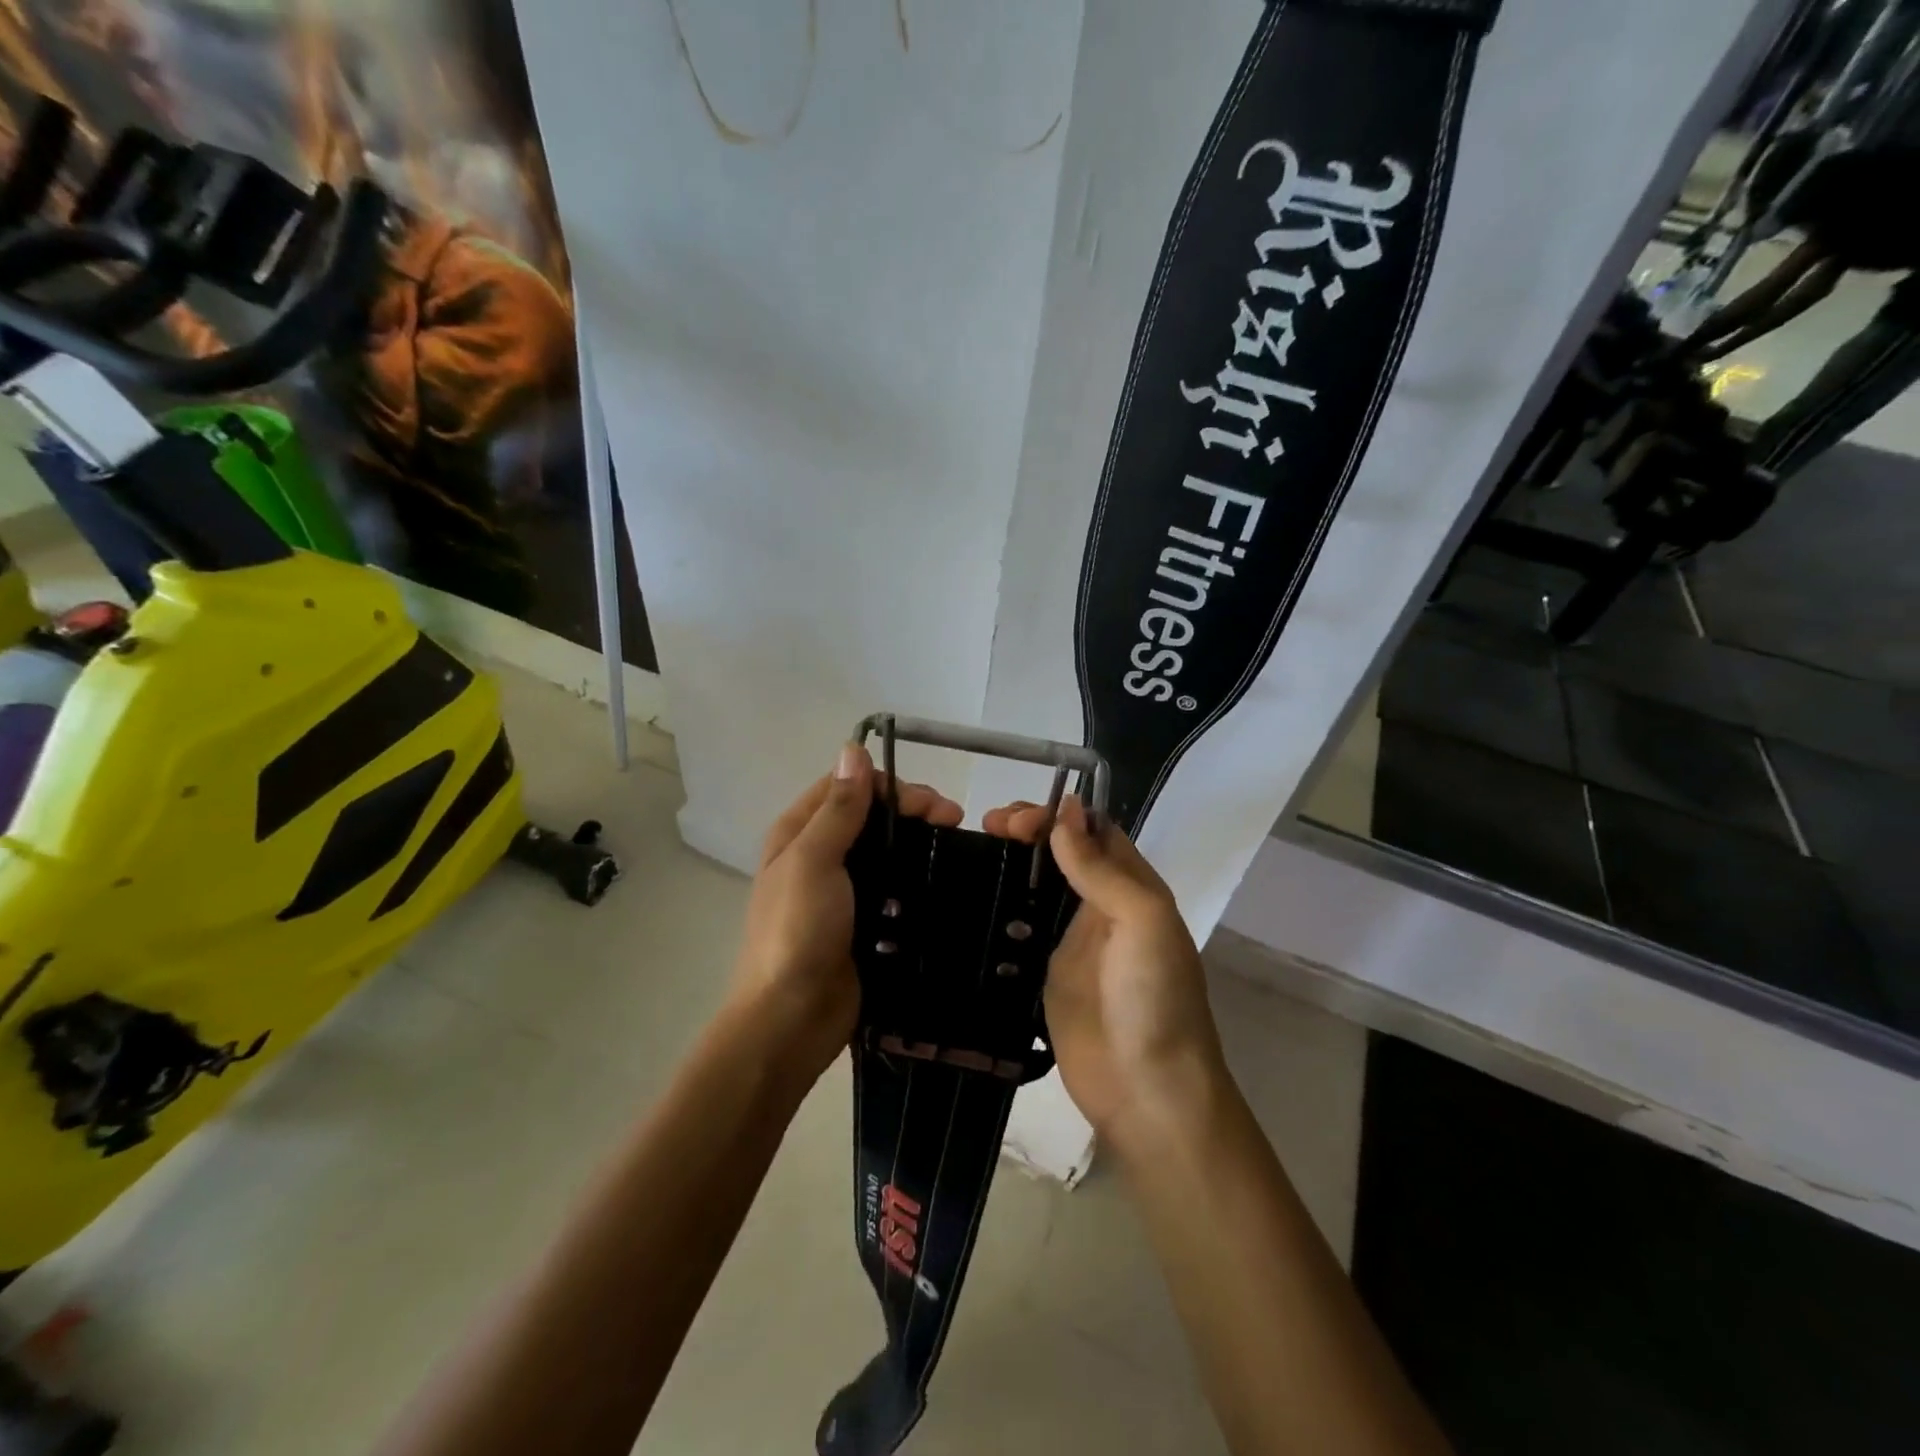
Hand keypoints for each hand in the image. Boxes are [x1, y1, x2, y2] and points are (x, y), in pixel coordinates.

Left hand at [732, 745, 961, 1081]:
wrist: (792, 1018)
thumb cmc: (796, 931)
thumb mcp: (813, 861)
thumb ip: (838, 808)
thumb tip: (853, 749)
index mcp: (798, 833)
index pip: (847, 786)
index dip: (889, 785)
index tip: (929, 802)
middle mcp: (819, 855)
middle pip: (870, 816)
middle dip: (911, 811)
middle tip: (954, 821)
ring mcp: (843, 891)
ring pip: (886, 850)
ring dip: (918, 842)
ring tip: (957, 849)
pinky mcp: (865, 921)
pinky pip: (895, 888)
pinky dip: (917, 877)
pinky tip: (944, 880)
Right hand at [983, 798, 1222, 1140]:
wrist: (1146, 1091)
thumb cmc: (1154, 998)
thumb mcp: (1143, 921)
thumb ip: (1102, 868)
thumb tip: (1065, 811)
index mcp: (1133, 888)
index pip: (1095, 831)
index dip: (1060, 814)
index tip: (1018, 816)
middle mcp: (1102, 907)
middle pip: (1063, 853)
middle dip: (1029, 831)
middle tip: (989, 827)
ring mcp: (1071, 942)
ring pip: (1039, 886)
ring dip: (1012, 862)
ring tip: (973, 848)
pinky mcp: (1045, 974)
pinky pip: (1020, 929)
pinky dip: (1000, 907)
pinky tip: (970, 896)